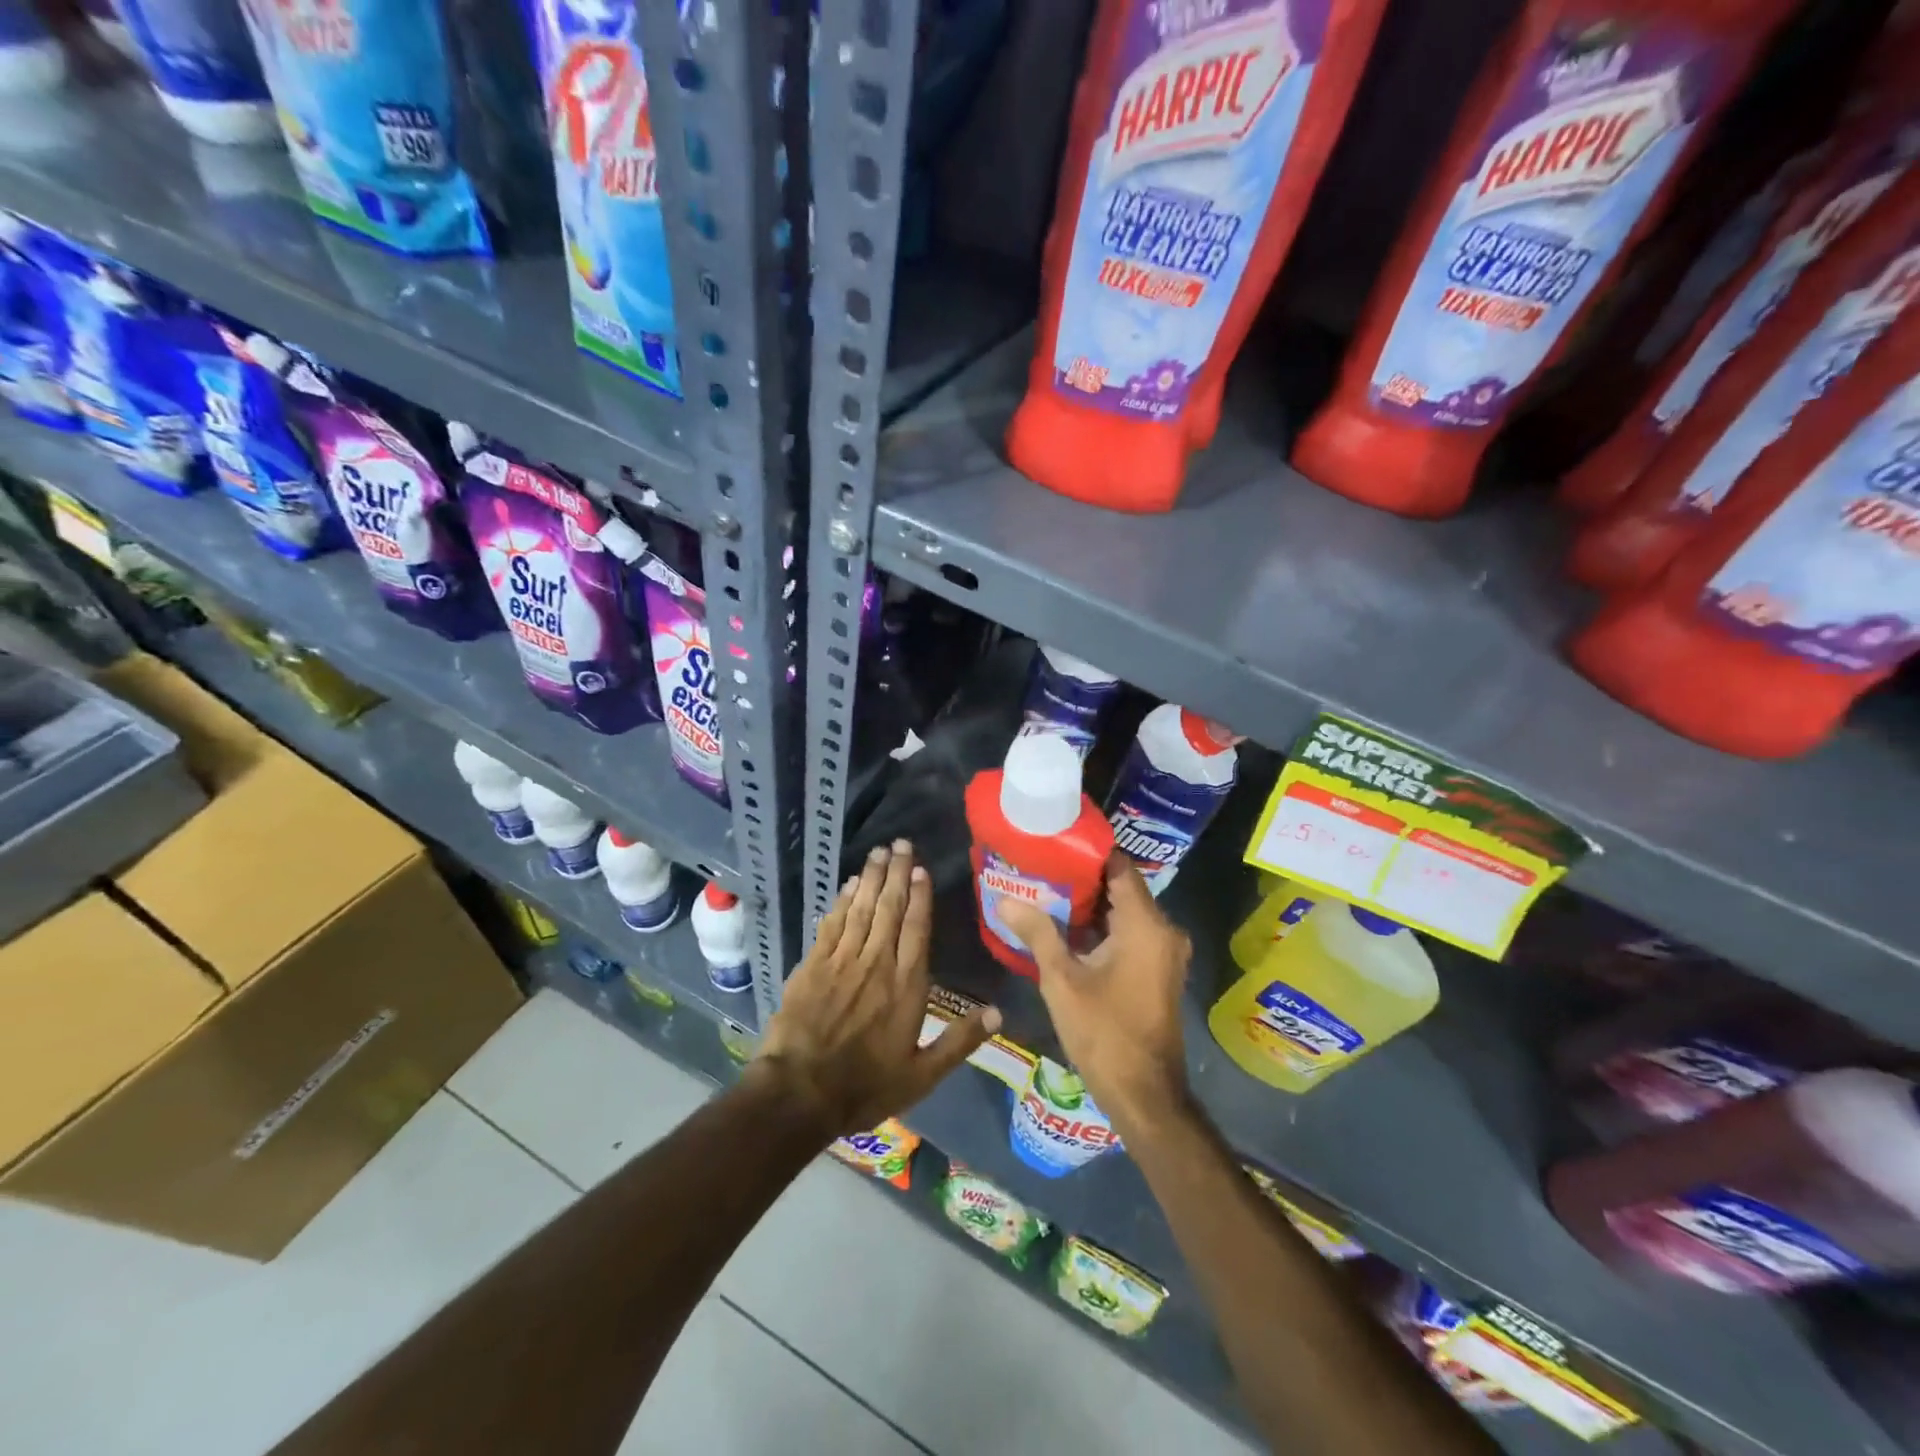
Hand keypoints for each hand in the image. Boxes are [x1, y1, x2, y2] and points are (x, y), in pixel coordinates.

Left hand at [755, 840, 999, 1138]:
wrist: (799, 1093)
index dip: (920, 896)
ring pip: (861, 909)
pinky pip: (832, 924)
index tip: (921, 869)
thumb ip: (960, 1040)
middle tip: (900, 843)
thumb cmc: (865, 1086)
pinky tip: (848, 884)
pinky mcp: (813, 965)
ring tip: (879, 851)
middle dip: (896, 873)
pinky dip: (841, 901)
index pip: (916, 929)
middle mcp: (876, 964)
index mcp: (906, 986)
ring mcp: (842, 961)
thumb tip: (999, 1012)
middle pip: (889, 909)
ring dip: (870, 878)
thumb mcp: (922, 1075)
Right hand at [1000, 853, 1191, 1133]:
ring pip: (1126, 912)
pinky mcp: (1160, 969)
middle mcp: (1164, 930)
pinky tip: (1068, 927)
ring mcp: (1165, 951)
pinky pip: (1132, 932)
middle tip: (1041, 868)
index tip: (1053, 844)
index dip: (1087, 853)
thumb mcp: (1062, 980)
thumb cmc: (1103, 1033)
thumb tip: (1005, 899)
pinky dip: (1104, 927)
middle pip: (1122, 888)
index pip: (1119, 867)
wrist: (1144, 1094)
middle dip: (1083, 879)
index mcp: (1146, 925)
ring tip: (1047, 892)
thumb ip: (1037, 933)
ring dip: (1091, 905)